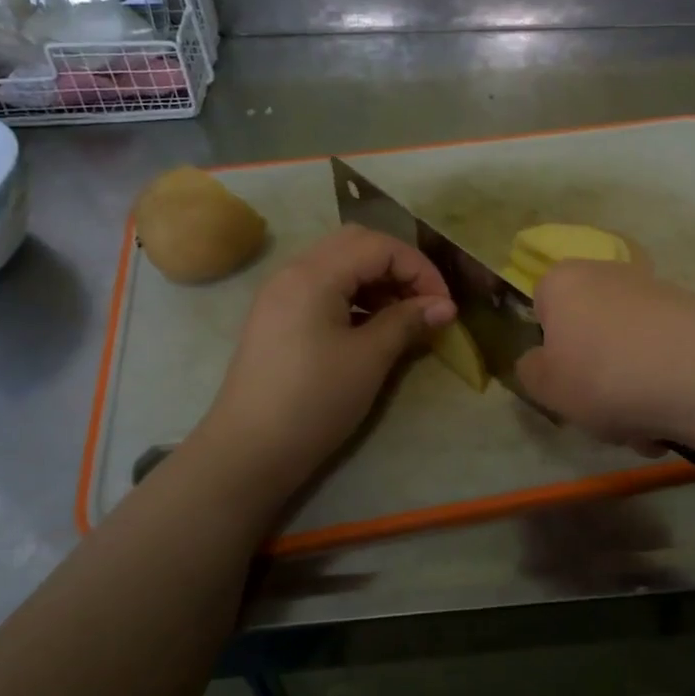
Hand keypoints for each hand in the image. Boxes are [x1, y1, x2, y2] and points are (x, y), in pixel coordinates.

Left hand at [199, 226, 455, 490]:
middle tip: (425, 303)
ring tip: (403, 317)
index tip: (445, 306)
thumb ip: (408, 322)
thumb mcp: (369, 359)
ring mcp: (281, 294)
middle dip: (399, 267)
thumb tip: (445, 306)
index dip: (420, 269)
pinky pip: (323, 287)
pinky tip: (371, 327)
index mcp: (314, 274)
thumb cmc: (314, 401)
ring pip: (339, 264)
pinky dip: (355, 296)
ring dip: (377, 281)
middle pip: (357, 244)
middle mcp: (293, 271)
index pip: (380, 246)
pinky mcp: (278, 317)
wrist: (249, 451)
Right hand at [514, 260, 694, 446]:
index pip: (542, 308)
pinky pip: (665, 358)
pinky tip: (673, 419)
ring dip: (631, 394)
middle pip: (590, 334)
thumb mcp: (545, 386)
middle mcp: (609, 274)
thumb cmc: (603, 375)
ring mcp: (656, 293)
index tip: (562, 382)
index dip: (549, 349)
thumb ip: (530, 371)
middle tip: (603, 416)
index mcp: (565, 281)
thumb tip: (540, 362)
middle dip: (596, 380)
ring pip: (628, 353)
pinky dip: (664, 388)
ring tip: (644, 429)